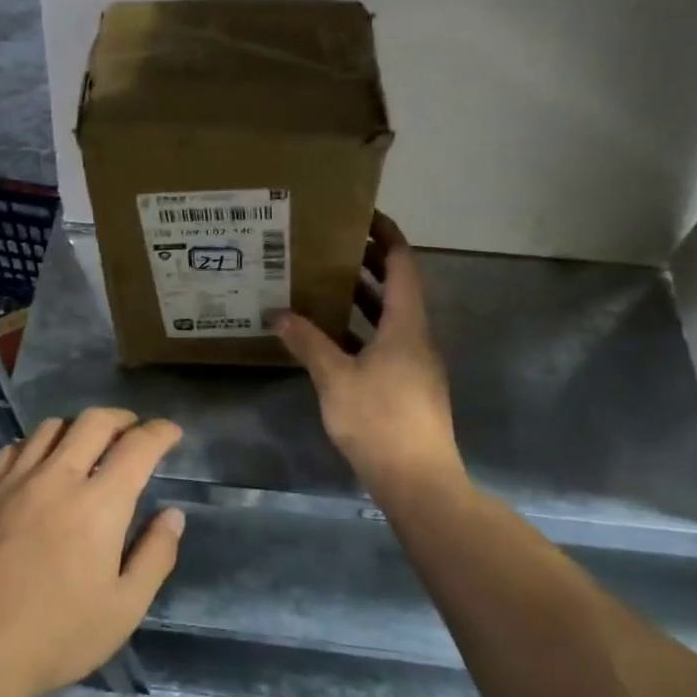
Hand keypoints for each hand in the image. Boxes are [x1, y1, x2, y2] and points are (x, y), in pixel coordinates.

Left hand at [0, 409, 184, 696]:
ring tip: (89, 446)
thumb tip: (172, 515)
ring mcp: (16, 481)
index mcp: (99, 504)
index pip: (138, 446)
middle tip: (134, 432)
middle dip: (123, 418)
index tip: (171, 432)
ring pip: (52, 427)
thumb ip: (155, 556)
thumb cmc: (56, 636)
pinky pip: (16, 448)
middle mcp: (59, 478)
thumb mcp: (124, 609)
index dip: (160, 432)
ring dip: (80, 428)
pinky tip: (41, 464)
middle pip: (95, 421)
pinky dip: (38, 444)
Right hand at [273, 213, 458, 488]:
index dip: (387, 236)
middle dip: (370, 263)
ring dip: (365, 298)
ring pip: (391, 317)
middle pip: (398, 288)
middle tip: (333, 246)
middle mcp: (417, 336)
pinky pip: (387, 342)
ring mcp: (416, 363)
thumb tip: (278, 314)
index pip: (402, 265)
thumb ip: (307, 343)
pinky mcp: (410, 386)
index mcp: (406, 324)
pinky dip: (363, 329)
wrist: (418, 480)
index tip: (364, 216)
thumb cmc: (379, 420)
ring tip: (327, 283)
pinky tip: (334, 338)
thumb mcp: (335, 378)